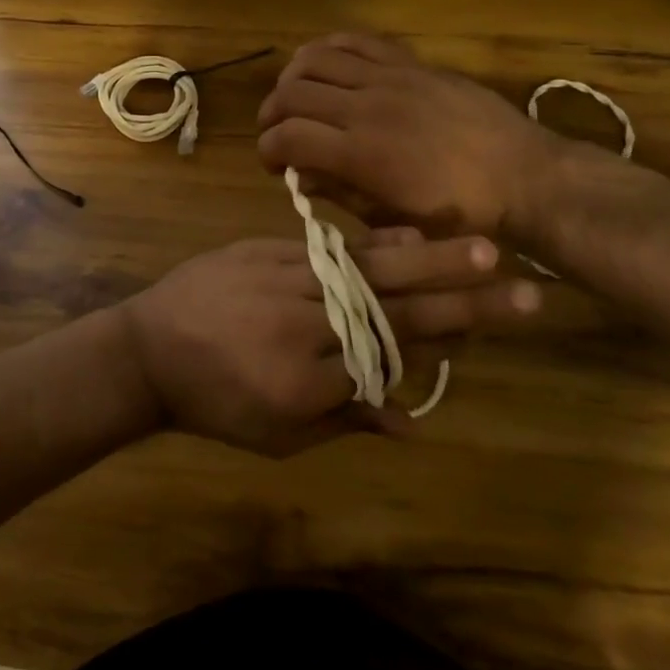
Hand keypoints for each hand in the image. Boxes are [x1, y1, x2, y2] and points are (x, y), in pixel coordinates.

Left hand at [115, 231, 538, 454]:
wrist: (147, 348)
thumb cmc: (212, 404)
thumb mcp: (276, 434)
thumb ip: (344, 421)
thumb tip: (413, 421)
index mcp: (302, 383)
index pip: (387, 359)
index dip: (440, 342)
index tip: (491, 325)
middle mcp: (300, 327)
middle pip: (391, 312)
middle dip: (461, 301)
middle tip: (522, 289)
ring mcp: (282, 282)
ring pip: (366, 271)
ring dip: (429, 260)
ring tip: (483, 247)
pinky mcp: (264, 252)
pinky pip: (327, 248)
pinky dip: (371, 243)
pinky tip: (412, 234)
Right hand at [257, 32, 563, 237]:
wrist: (524, 176)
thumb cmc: (459, 213)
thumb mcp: (393, 218)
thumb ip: (339, 193)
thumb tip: (298, 176)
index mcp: (361, 155)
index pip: (286, 136)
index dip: (267, 149)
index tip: (272, 163)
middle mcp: (367, 108)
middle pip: (291, 93)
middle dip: (271, 114)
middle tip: (277, 132)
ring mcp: (390, 78)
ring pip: (314, 58)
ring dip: (292, 78)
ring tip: (297, 97)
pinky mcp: (410, 63)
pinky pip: (356, 40)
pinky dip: (329, 49)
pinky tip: (327, 67)